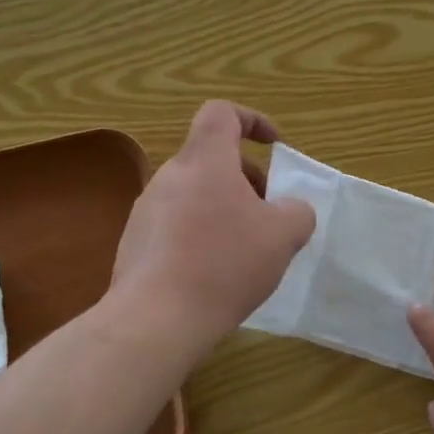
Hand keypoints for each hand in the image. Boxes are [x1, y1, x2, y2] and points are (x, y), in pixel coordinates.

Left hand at [111, 101, 314, 348]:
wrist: (155, 320)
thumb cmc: (224, 263)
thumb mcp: (283, 235)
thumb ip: (297, 212)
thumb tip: (290, 210)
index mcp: (205, 161)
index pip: (221, 113)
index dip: (252, 120)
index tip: (275, 146)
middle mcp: (170, 176)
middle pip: (211, 158)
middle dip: (247, 178)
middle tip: (269, 213)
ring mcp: (146, 211)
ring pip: (194, 193)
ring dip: (224, 208)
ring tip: (245, 249)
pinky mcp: (135, 244)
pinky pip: (176, 225)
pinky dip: (201, 234)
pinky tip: (215, 273)